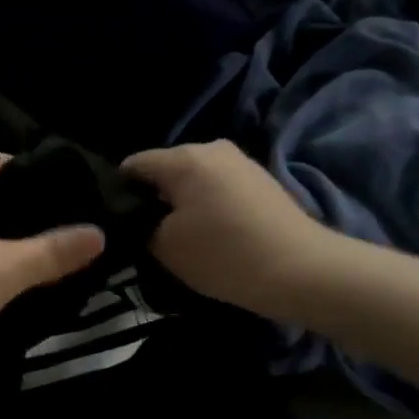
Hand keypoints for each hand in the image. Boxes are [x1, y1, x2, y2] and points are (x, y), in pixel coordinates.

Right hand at [121, 141, 327, 321]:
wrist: (304, 271)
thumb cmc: (226, 254)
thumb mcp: (166, 247)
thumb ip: (142, 228)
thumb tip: (139, 220)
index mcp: (184, 157)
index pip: (132, 165)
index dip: (117, 193)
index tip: (115, 224)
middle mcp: (212, 148)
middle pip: (165, 171)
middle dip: (151, 200)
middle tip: (144, 237)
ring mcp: (240, 163)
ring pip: (193, 182)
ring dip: (181, 206)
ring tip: (179, 241)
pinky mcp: (260, 182)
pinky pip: (217, 190)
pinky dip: (207, 209)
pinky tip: (210, 238)